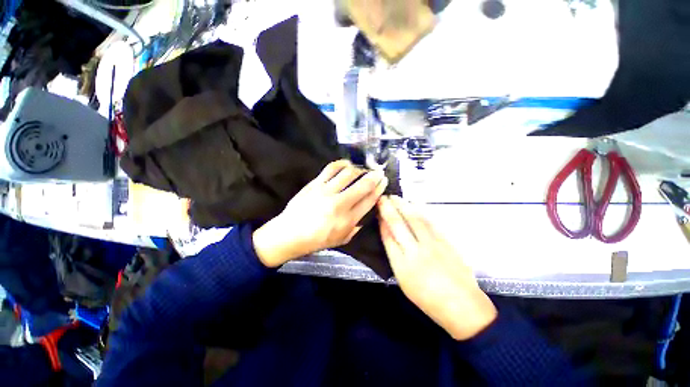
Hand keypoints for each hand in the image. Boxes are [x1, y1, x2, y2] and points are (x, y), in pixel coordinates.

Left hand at [253, 160, 387, 267]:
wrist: (289, 233)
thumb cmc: (316, 240)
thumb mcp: (341, 240)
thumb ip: (356, 227)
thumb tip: (365, 213)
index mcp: (347, 220)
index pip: (369, 200)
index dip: (379, 189)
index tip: (384, 182)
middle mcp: (339, 204)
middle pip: (363, 185)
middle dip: (375, 176)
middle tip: (379, 172)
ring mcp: (326, 191)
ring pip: (349, 173)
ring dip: (360, 169)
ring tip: (363, 169)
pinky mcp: (315, 184)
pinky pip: (331, 168)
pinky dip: (342, 164)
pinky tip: (347, 164)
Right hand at [378, 196, 496, 339]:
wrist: (461, 304)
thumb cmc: (427, 297)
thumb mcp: (403, 280)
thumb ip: (395, 255)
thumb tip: (388, 234)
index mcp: (402, 264)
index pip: (387, 236)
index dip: (381, 221)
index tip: (377, 210)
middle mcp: (415, 251)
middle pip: (398, 224)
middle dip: (389, 208)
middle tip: (383, 197)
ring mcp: (432, 244)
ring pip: (414, 219)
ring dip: (403, 206)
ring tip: (395, 197)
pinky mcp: (445, 241)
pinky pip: (430, 222)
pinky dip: (420, 212)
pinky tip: (414, 206)